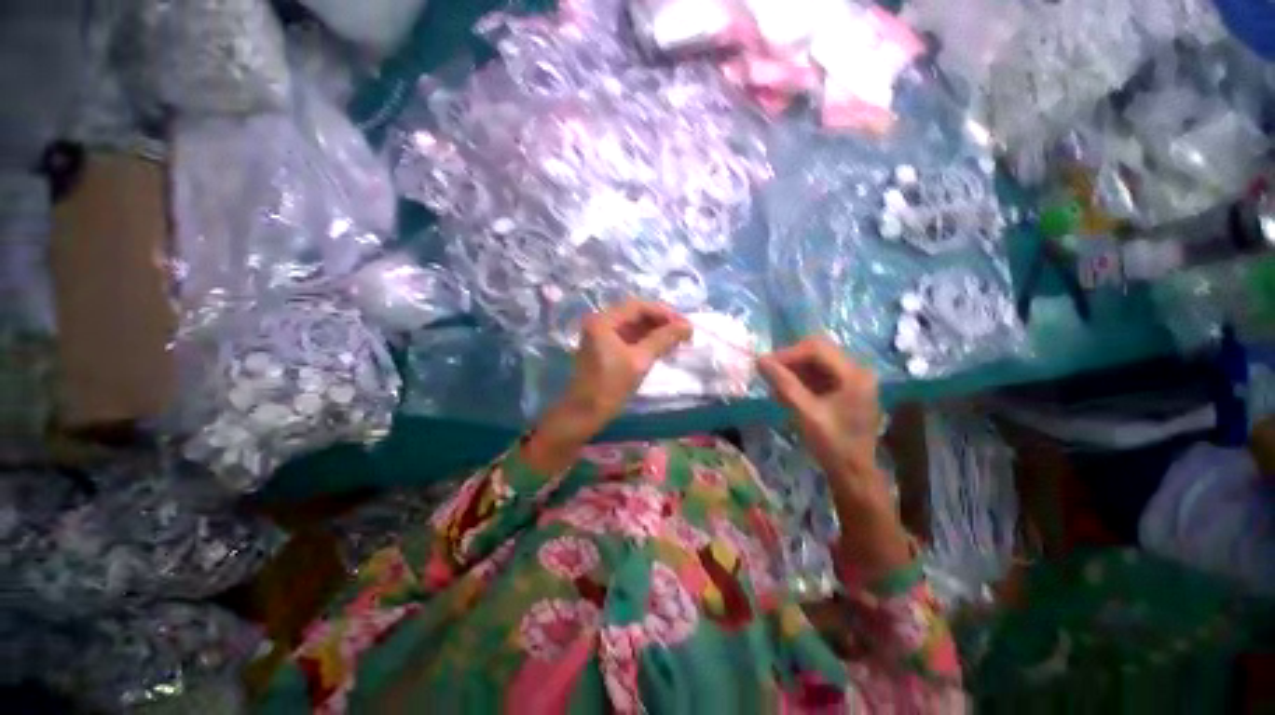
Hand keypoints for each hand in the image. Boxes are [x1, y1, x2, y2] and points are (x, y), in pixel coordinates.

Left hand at [524, 300, 691, 473]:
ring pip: (634, 326)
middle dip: (661, 321)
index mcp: (603, 321)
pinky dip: (646, 341)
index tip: (684, 323)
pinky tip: (662, 347)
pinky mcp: (605, 348)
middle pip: (635, 314)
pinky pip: (629, 337)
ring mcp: (601, 335)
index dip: (664, 312)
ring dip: (655, 331)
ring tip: (677, 340)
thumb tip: (687, 325)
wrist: (584, 414)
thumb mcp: (639, 361)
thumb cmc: (610, 386)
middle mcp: (600, 322)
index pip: (638, 306)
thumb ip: (663, 339)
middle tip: (683, 332)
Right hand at [758, 336, 880, 482]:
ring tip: (774, 387)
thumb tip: (760, 360)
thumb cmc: (832, 444)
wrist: (853, 474)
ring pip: (815, 363)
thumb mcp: (806, 412)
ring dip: (793, 371)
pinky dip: (800, 381)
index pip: (816, 349)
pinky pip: (818, 375)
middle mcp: (856, 371)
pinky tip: (785, 393)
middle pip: (817, 352)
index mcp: (853, 374)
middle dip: (790, 361)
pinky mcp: (844, 390)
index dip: (788, 354)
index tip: (764, 365)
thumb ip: (784, 384)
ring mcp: (852, 380)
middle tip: (768, 374)